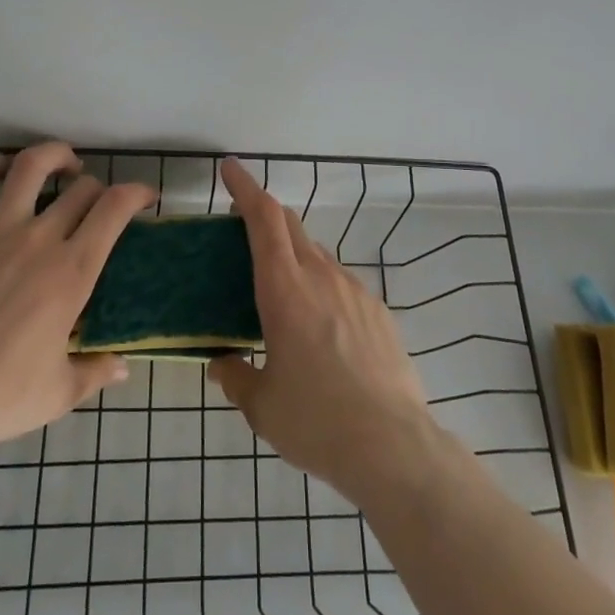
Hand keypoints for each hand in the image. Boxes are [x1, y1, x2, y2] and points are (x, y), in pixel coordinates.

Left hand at [0, 142, 154, 457]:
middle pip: (81, 188)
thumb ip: (95, 371)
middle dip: (97, 188)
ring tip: (61, 164)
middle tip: (95, 203)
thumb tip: (123, 367)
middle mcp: (38, 241)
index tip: (144, 197)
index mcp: (72, 273)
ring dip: (53, 155)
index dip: (136, 192)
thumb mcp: (58, 393)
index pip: (115, 209)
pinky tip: (1, 169)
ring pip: (30, 167)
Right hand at [210, 158, 433, 502]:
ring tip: (280, 290)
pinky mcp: (379, 311)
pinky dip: (321, 285)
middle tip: (242, 227)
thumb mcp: (261, 404)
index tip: (230, 168)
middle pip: (290, 225)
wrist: (393, 446)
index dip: (245, 187)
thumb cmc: (316, 420)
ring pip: (317, 254)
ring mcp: (355, 290)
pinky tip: (320, 327)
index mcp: (284, 288)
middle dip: (265, 215)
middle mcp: (321, 276)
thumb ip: (235, 376)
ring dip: (293, 255)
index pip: (264, 218)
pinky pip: (341, 283)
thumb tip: (221, 363)